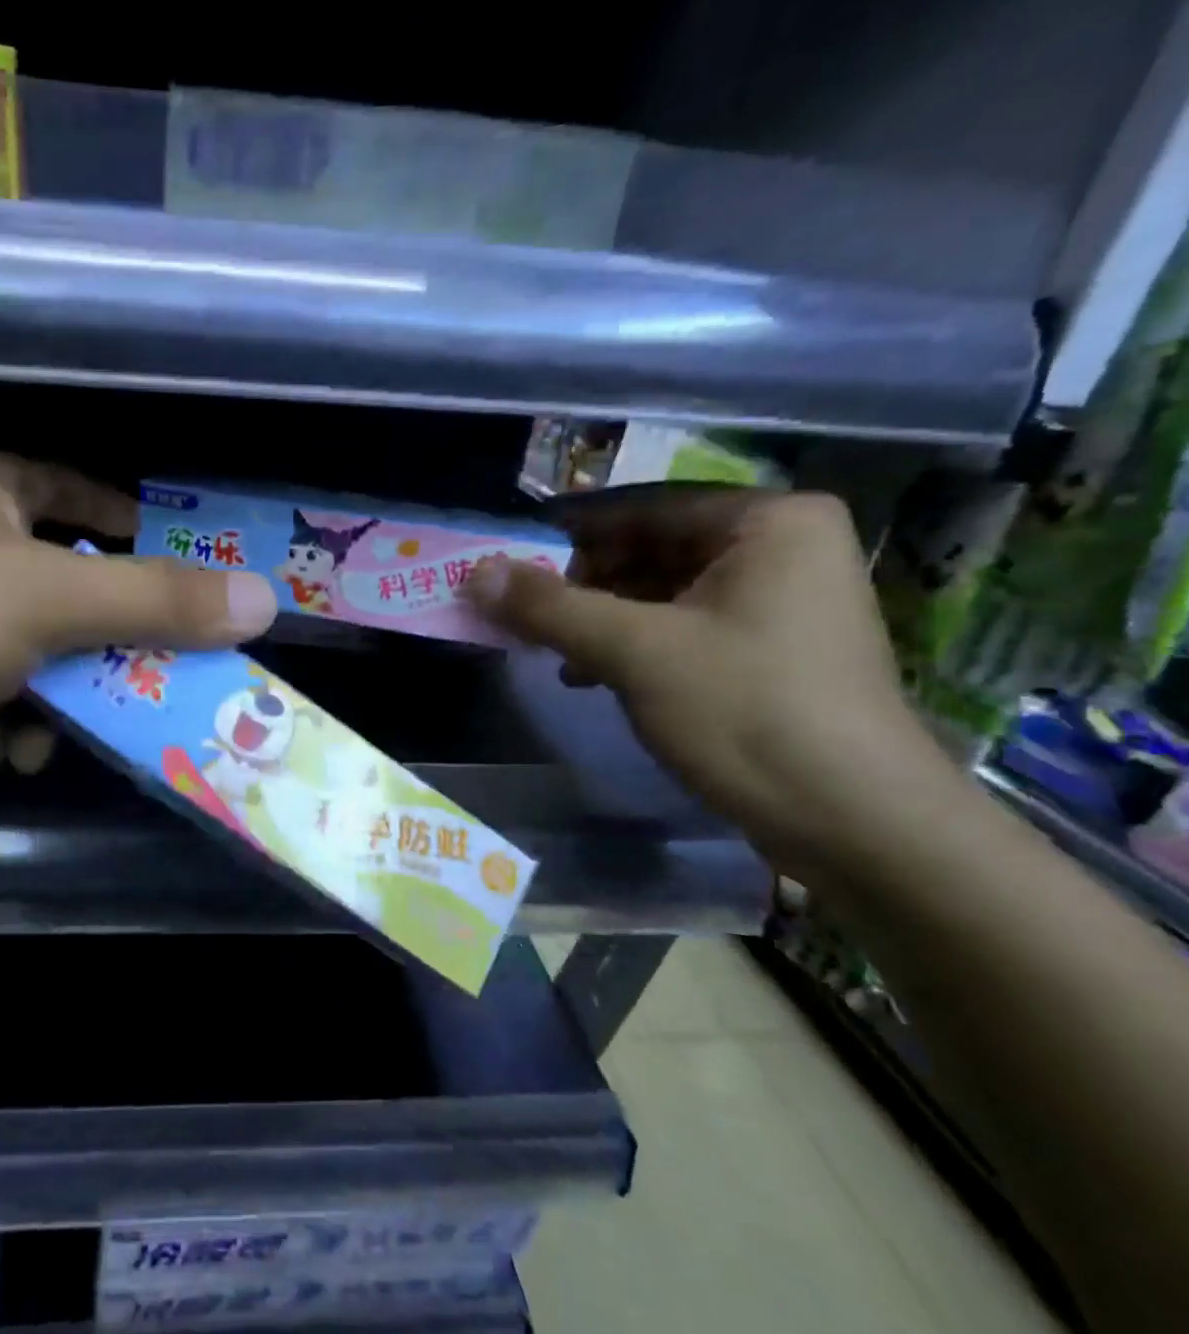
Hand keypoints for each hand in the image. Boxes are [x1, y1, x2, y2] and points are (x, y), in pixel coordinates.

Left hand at [0, 450, 278, 760]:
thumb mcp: (45, 602)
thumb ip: (155, 601)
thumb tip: (263, 600)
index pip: (75, 488)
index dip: (129, 520)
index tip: (186, 565)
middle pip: (68, 583)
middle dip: (108, 639)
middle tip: (164, 674)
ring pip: (37, 651)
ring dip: (61, 696)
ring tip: (57, 731)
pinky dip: (11, 724)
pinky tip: (4, 752)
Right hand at [468, 486, 943, 873]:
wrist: (858, 824)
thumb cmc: (748, 713)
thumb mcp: (636, 652)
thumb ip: (551, 607)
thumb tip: (475, 572)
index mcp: (768, 521)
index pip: (641, 508)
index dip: (565, 536)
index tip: (506, 563)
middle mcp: (782, 547)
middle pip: (651, 549)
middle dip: (581, 584)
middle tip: (522, 615)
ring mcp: (781, 601)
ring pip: (662, 592)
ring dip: (600, 619)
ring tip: (549, 651)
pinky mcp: (771, 651)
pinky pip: (683, 627)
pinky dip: (633, 645)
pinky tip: (590, 676)